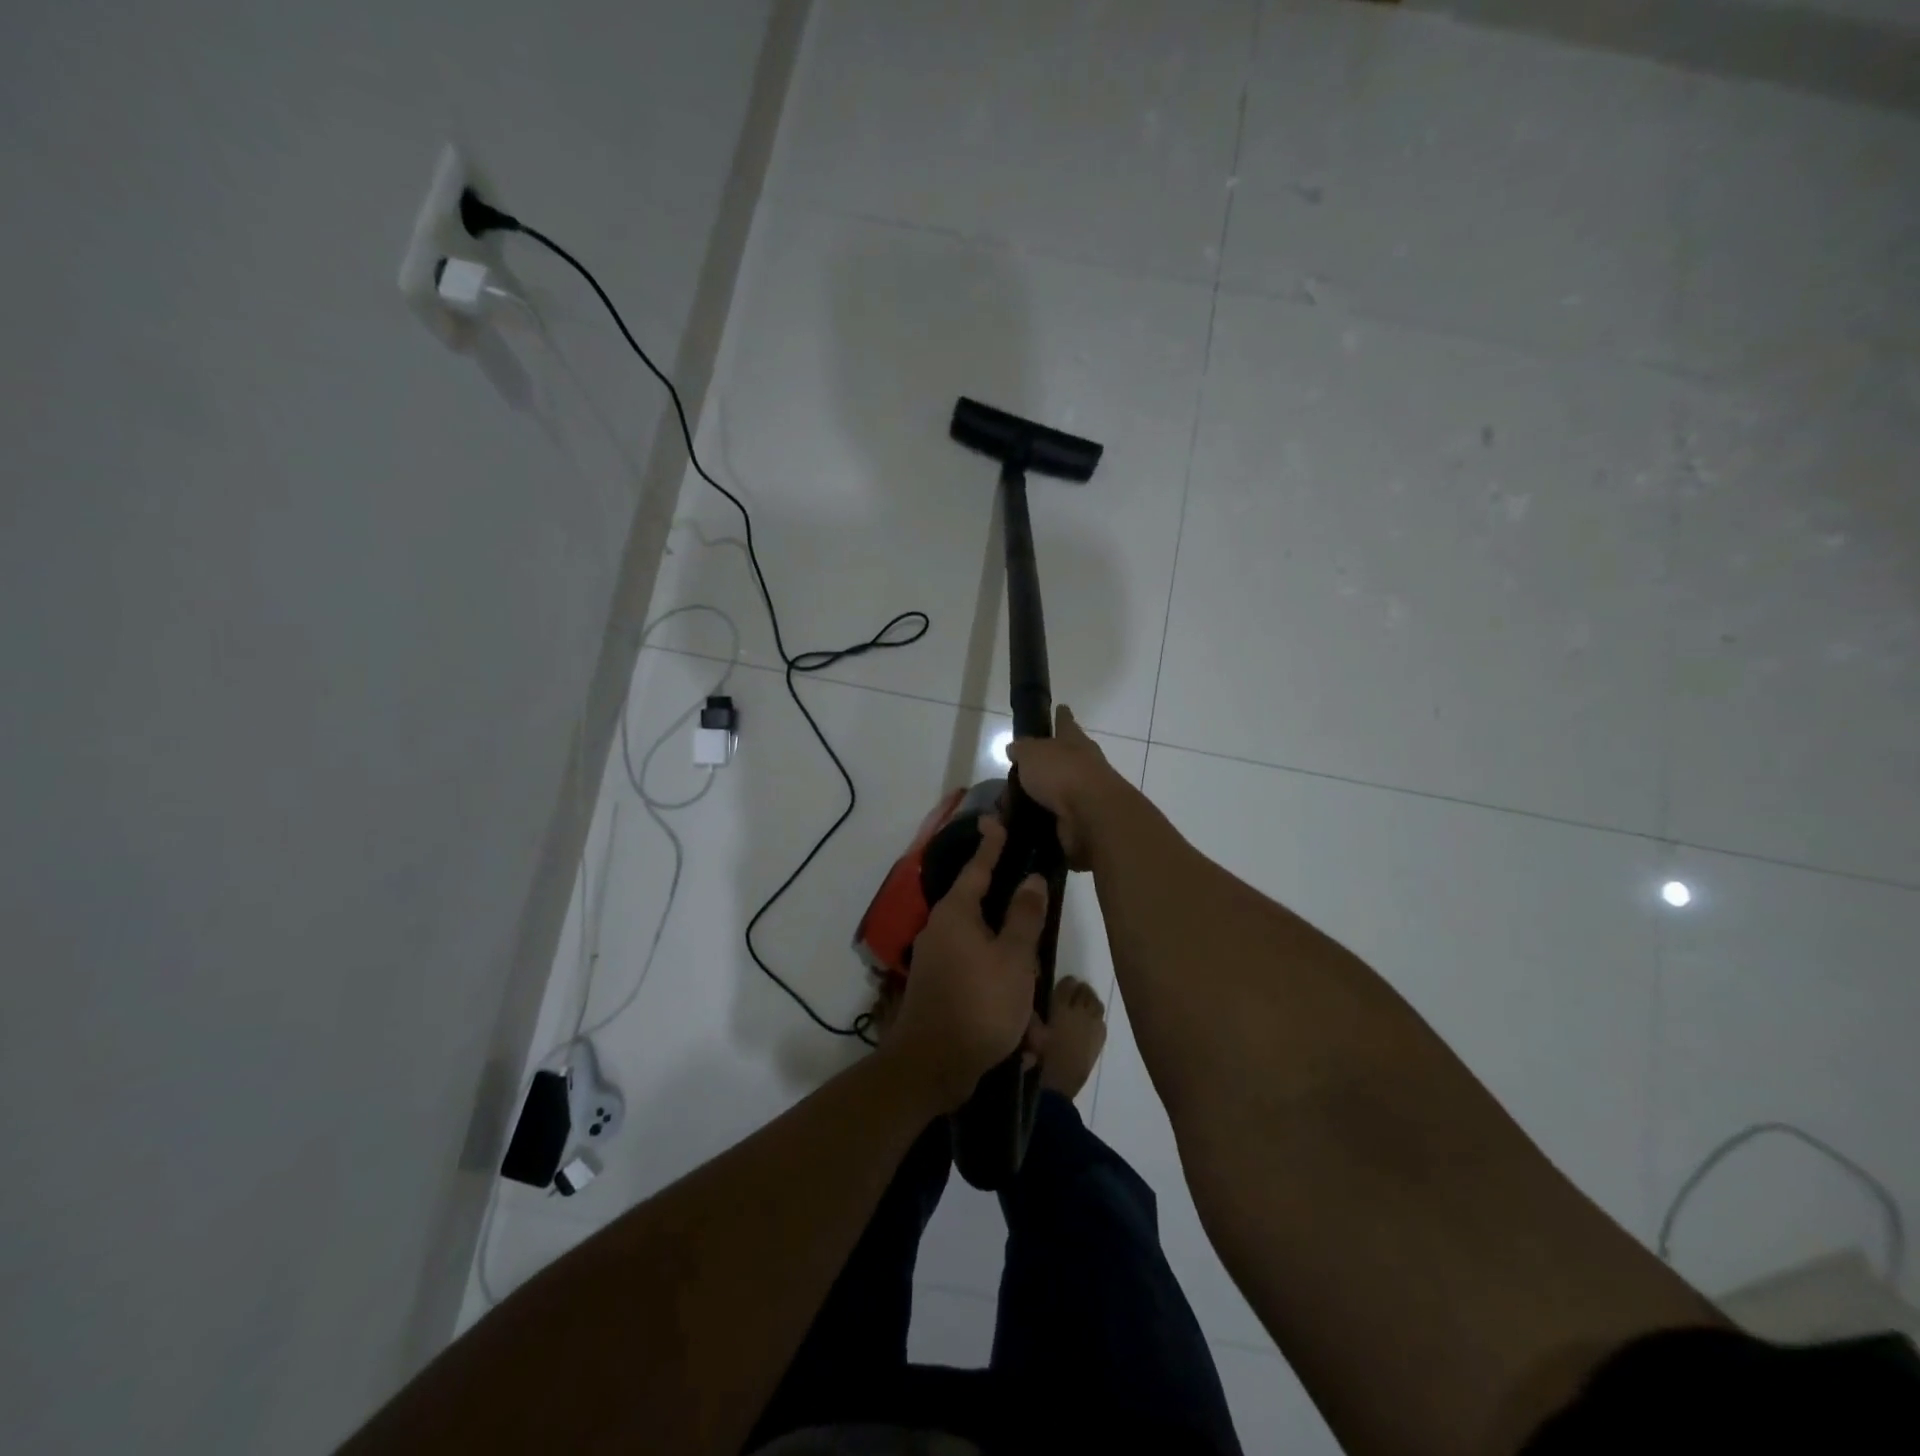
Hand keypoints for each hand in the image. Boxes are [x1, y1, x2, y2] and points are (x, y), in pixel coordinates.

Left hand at [885, 816, 1047, 1111]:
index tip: (997, 820)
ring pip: (992, 964)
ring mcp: (939, 964)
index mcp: (956, 914)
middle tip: (1037, 967)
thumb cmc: (979, 1004)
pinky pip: (982, 991)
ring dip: (1017, 995)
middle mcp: (942, 932)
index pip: (978, 867)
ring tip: (1034, 1030)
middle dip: (1020, 951)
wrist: (930, 1070)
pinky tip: (1022, 1045)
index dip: (992, 844)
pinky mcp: (941, 992)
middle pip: (990, 921)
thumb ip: (1025, 916)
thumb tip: (1031, 879)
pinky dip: (1003, 1012)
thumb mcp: (1014, 959)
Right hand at [1006, 706, 1134, 870]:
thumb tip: (1015, 748)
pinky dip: (1041, 820)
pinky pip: (1056, 818)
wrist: (1091, 816)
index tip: (1062, 707)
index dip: (1062, 716)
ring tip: (1012, 804)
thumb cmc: (1062, 773)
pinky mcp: (1082, 822)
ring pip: (1058, 791)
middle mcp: (1084, 764)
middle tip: (1020, 771)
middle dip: (1047, 763)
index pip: (1066, 722)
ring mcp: (1085, 794)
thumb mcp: (1032, 753)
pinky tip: (1022, 825)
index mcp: (1074, 741)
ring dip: (1041, 796)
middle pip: (1064, 758)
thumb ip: (1022, 749)